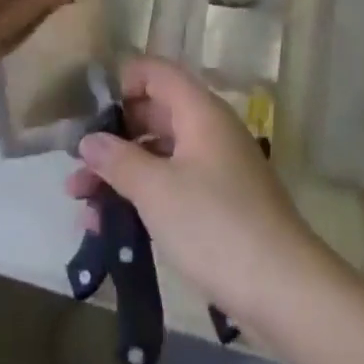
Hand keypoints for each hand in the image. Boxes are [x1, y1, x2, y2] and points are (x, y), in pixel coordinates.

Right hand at [67, 57, 329, 331]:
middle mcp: (209, 130)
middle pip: (154, 113)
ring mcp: (217, 168)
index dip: (122, 82)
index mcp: (199, 111)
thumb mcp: (157, 191)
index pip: (156, 72)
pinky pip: (174, 185)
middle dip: (113, 137)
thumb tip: (88, 140)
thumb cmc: (216, 226)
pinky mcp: (221, 204)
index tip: (89, 112)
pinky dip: (144, 197)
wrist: (287, 291)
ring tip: (81, 203)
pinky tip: (110, 228)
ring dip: (122, 172)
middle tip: (76, 165)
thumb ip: (118, 160)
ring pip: (161, 154)